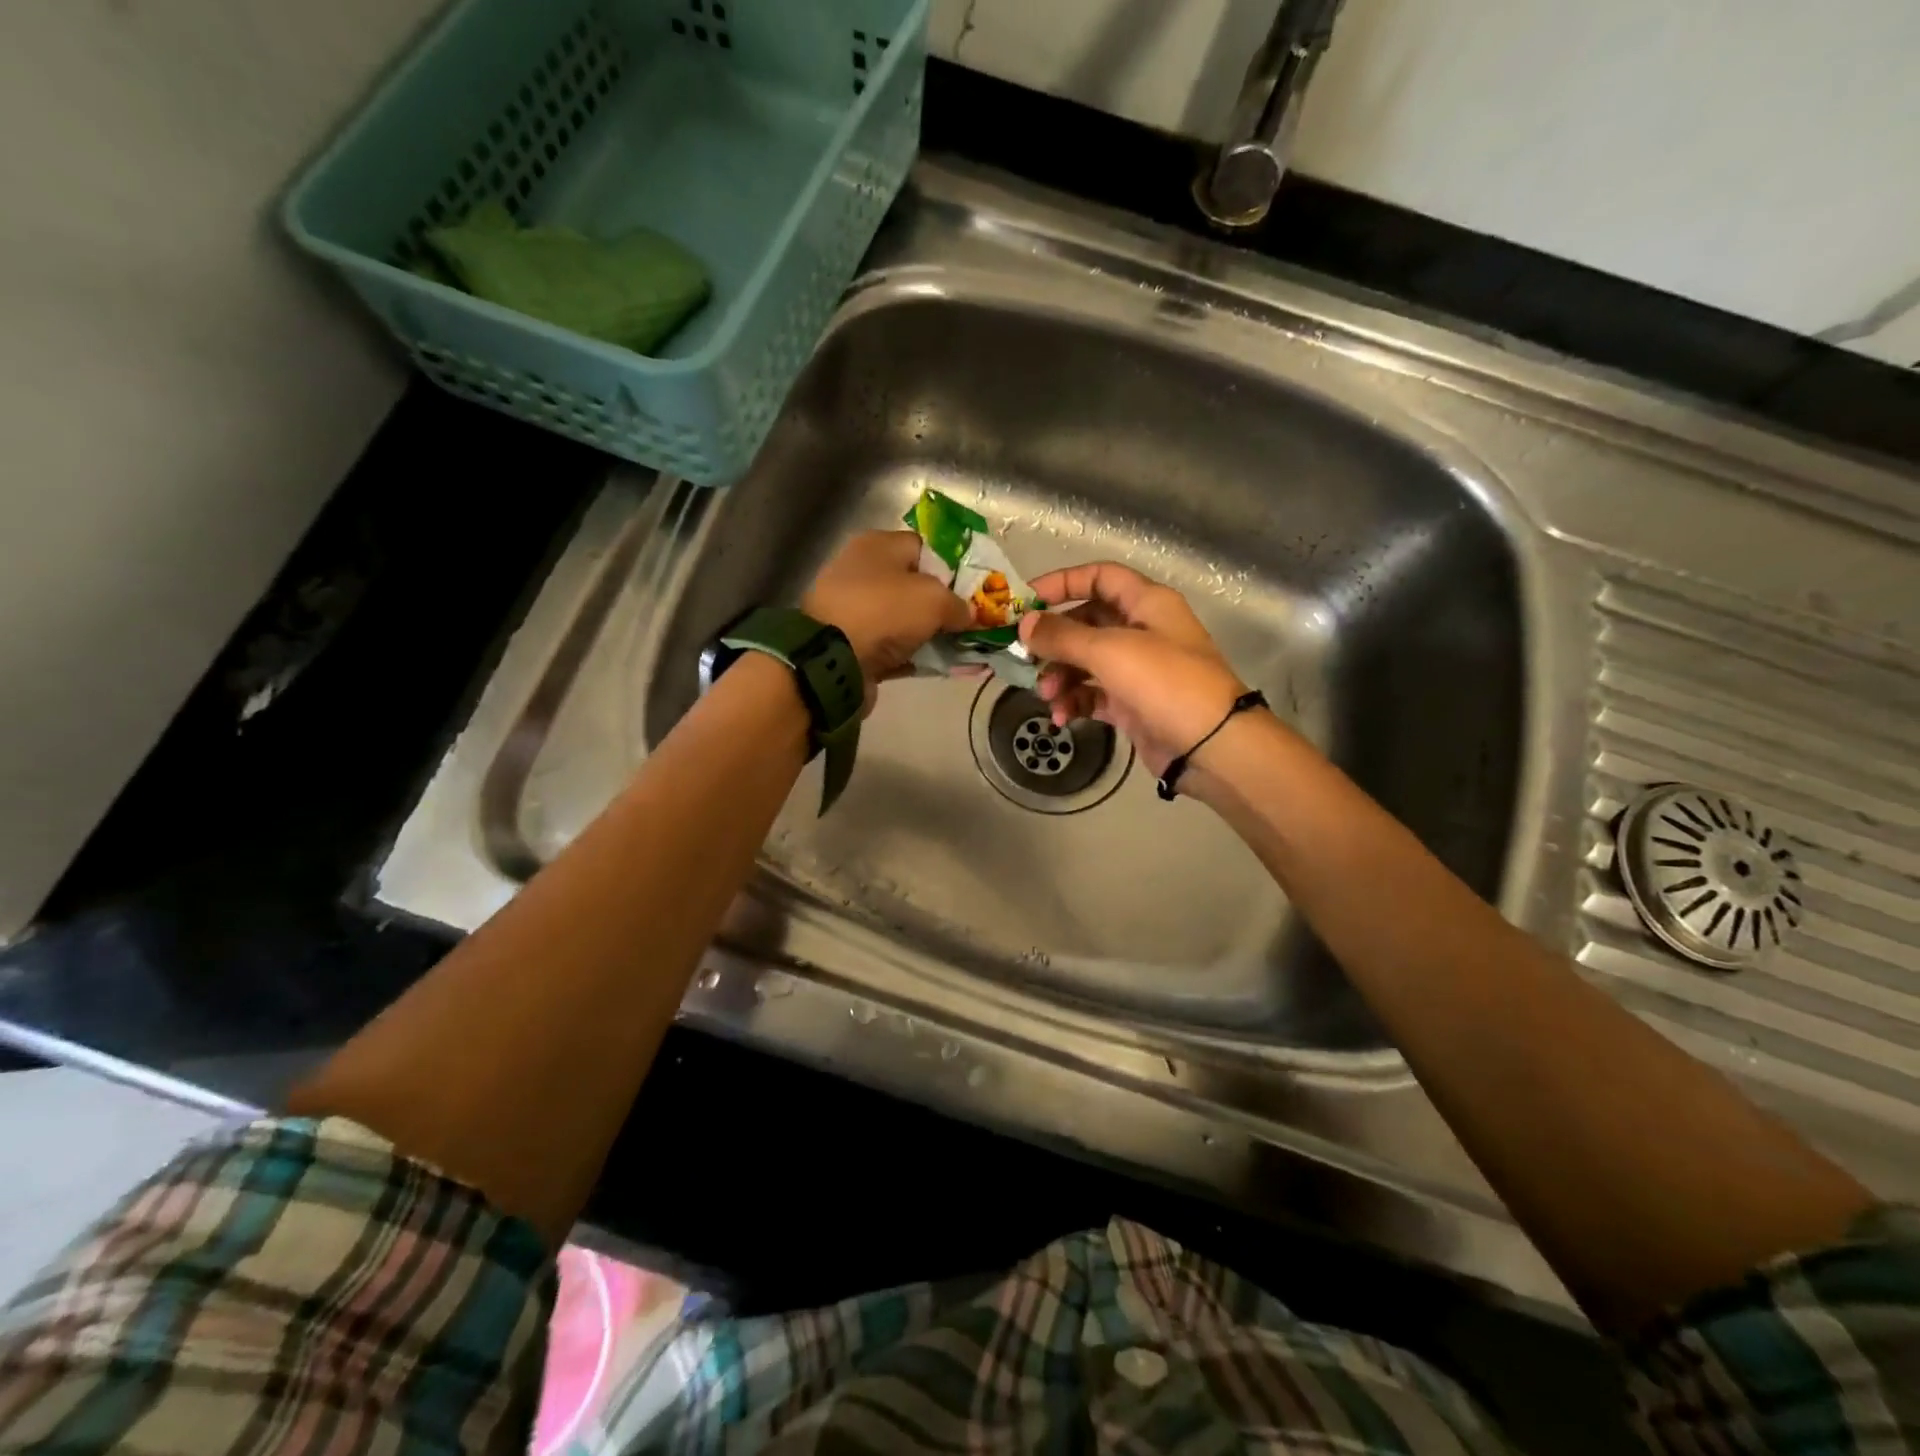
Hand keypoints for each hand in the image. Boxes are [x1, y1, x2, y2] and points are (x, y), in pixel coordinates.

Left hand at [802, 530, 971, 711]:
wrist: (832, 660)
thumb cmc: (884, 612)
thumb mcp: (934, 599)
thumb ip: (959, 604)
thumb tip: (970, 615)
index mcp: (878, 547)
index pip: (925, 548)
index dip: (954, 566)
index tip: (976, 589)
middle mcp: (864, 574)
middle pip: (917, 586)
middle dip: (946, 605)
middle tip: (975, 622)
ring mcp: (857, 612)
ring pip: (907, 621)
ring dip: (934, 635)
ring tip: (966, 648)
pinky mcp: (855, 646)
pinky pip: (897, 649)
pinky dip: (918, 657)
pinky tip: (944, 667)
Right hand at [1018, 562, 1248, 778]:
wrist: (1211, 746)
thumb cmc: (1165, 683)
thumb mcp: (1110, 651)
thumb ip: (1062, 636)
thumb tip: (1024, 624)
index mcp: (1147, 603)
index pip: (1099, 577)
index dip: (1062, 583)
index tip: (1025, 601)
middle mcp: (1143, 630)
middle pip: (1086, 622)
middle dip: (1054, 641)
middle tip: (1025, 657)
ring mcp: (1138, 670)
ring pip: (1086, 662)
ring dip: (1060, 676)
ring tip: (1046, 696)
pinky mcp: (1132, 704)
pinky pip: (1093, 694)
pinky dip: (1074, 702)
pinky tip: (1060, 717)